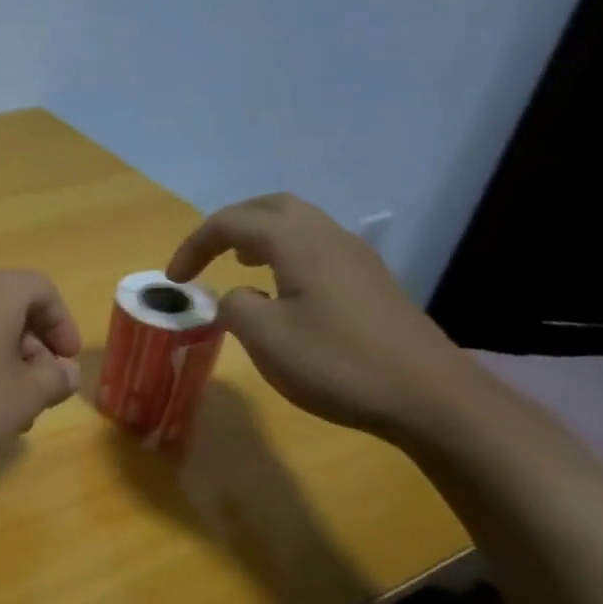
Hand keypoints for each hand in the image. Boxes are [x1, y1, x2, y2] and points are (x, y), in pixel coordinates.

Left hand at [0, 270, 82, 465]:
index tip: (67, 363)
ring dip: (5, 364)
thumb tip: (64, 372)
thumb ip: (55, 380)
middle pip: (11, 310)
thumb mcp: (24, 397)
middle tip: (41, 393)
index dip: (63, 326)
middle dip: (34, 352)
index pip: (42, 291)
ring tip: (10, 412)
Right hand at [166, 194, 485, 439]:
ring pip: (299, 225)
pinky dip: (285, 255)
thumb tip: (237, 297)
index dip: (195, 244)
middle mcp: (329, 237)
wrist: (428, 396)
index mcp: (299, 243)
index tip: (174, 279)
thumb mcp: (266, 339)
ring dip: (260, 237)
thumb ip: (235, 307)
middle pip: (272, 207)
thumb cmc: (337, 363)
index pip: (233, 222)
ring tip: (238, 265)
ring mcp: (356, 258)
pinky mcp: (371, 283)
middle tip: (205, 254)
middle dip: (230, 225)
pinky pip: (317, 248)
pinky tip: (281, 291)